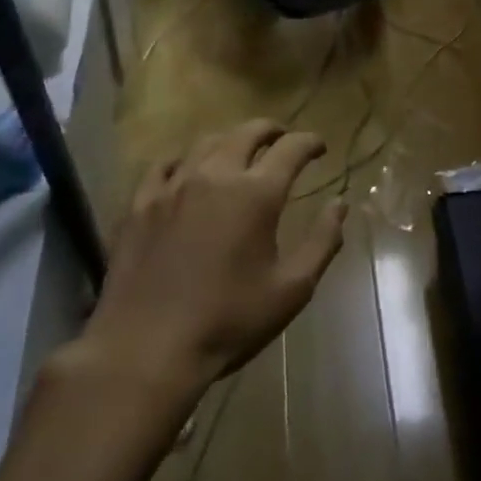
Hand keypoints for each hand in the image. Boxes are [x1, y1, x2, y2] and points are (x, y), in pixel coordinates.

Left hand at [58, 120, 346, 434]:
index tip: (320, 148)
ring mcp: (174, 186)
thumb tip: (340, 204)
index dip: (310, 142)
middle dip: (272, 130)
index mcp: (257, 193)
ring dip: (231, 140)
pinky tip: (188, 170)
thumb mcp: (292, 289)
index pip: (292, 148)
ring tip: (240, 151)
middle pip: (248, 132)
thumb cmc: (228, 321)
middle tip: (283, 139)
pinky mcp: (140, 204)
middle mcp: (216, 175)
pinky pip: (165, 165)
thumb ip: (323, 241)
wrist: (145, 350)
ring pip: (207, 142)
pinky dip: (185, 159)